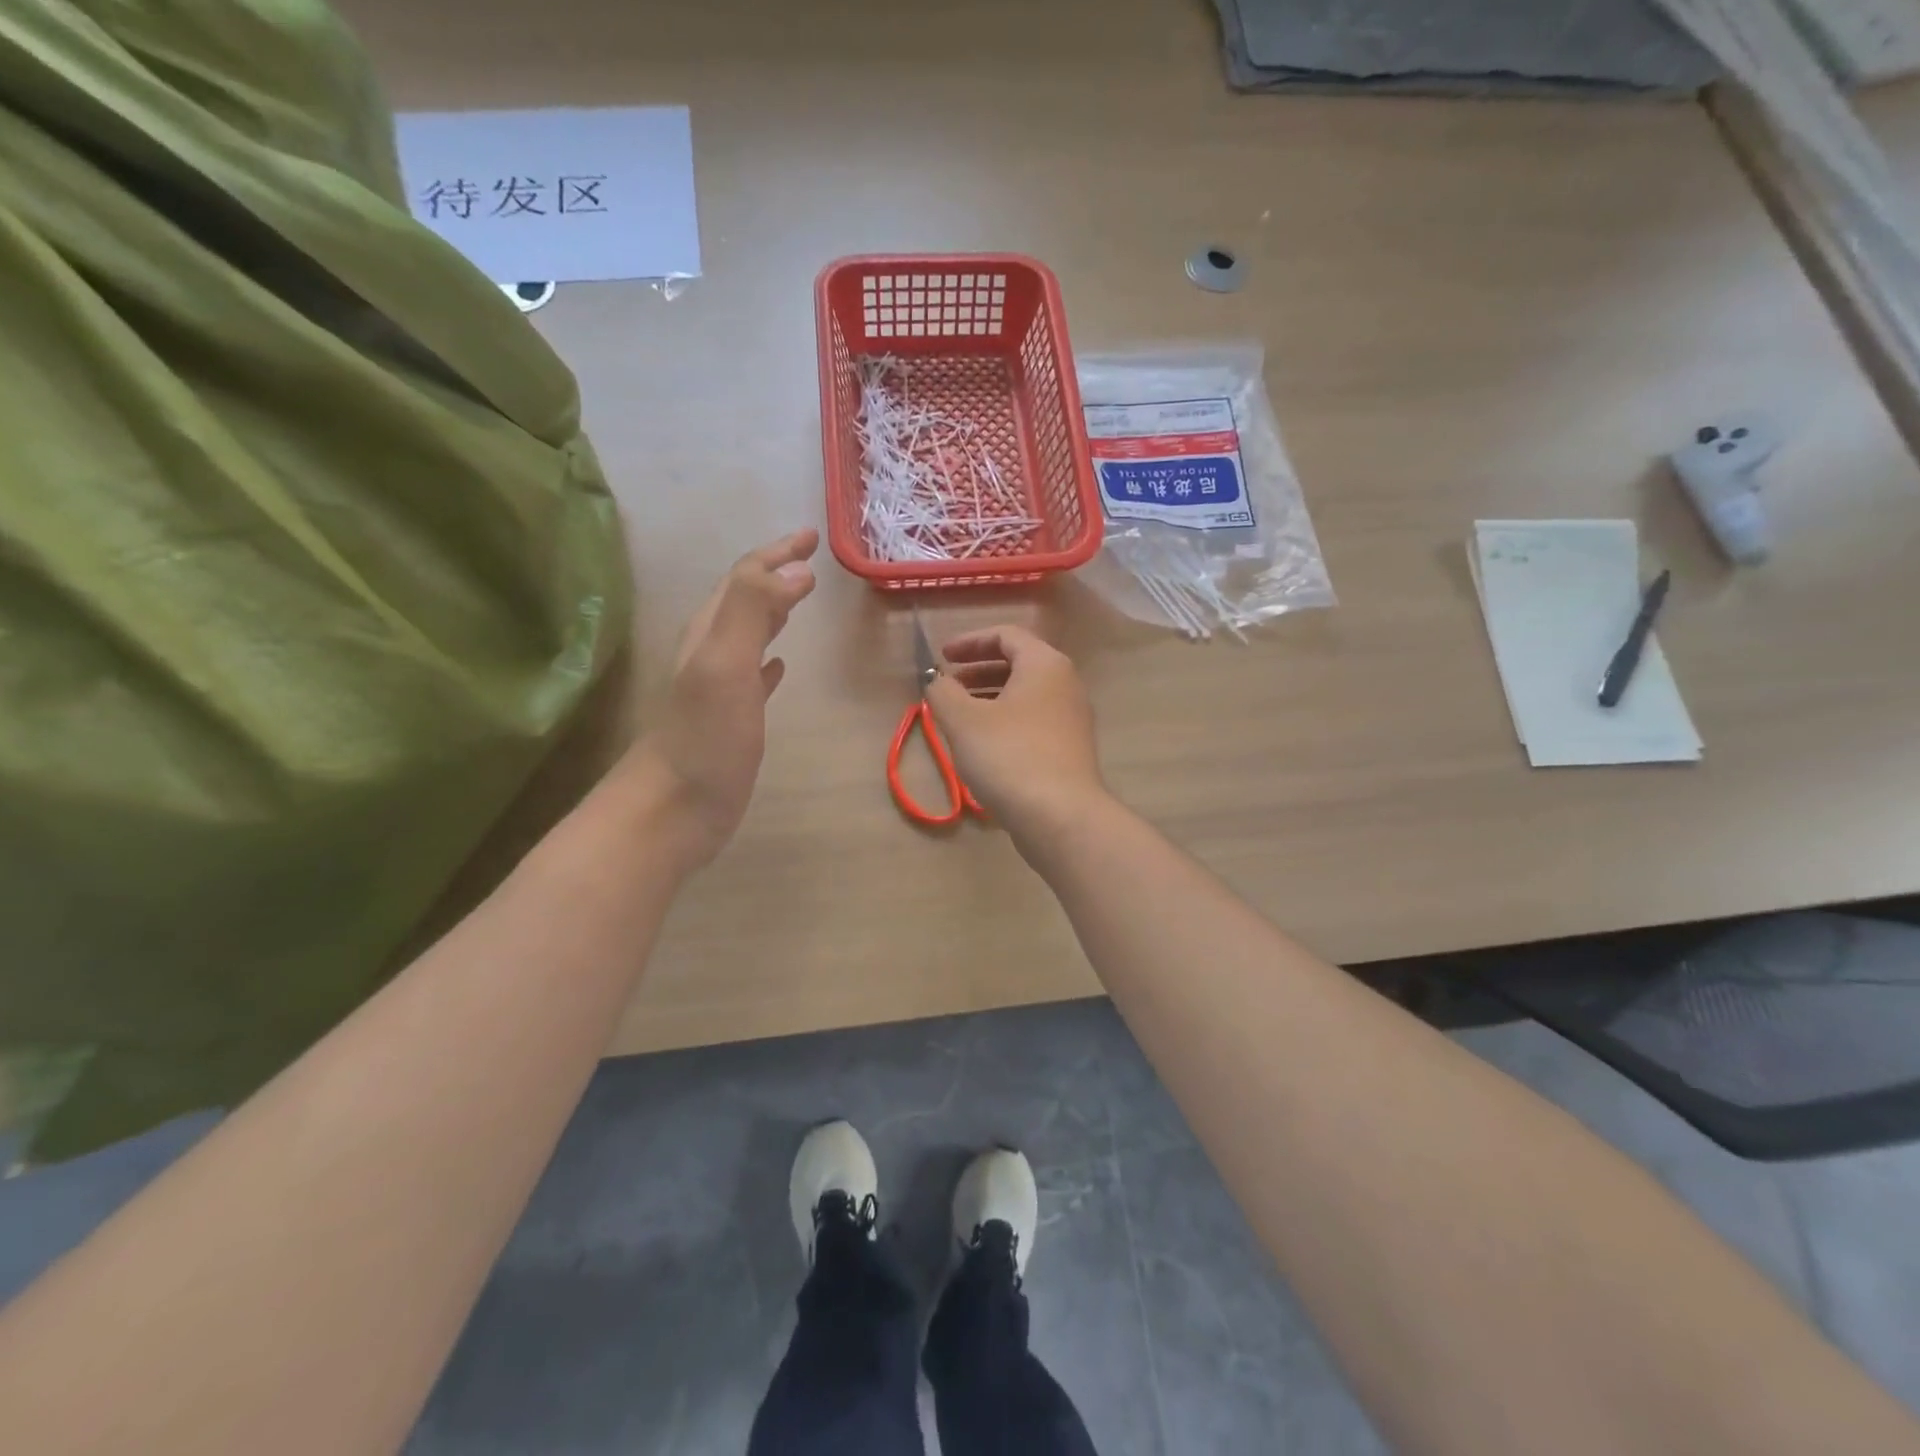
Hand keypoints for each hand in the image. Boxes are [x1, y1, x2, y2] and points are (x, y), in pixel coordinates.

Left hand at [631, 529, 818, 867]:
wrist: (672, 810)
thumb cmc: (703, 738)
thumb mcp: (725, 664)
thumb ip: (754, 610)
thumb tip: (796, 569)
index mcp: (711, 633)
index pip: (745, 578)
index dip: (776, 553)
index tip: (811, 536)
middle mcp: (712, 652)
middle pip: (744, 599)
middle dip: (775, 574)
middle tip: (810, 559)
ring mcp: (720, 688)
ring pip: (748, 635)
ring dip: (773, 612)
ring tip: (800, 598)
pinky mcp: (731, 720)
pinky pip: (753, 678)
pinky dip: (769, 662)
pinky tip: (781, 666)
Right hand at [924, 625, 1105, 840]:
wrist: (1061, 817)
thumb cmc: (1009, 756)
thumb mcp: (963, 720)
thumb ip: (943, 692)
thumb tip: (937, 682)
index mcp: (1044, 664)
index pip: (1006, 635)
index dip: (969, 641)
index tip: (942, 657)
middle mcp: (1065, 684)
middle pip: (1018, 664)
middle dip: (978, 671)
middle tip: (948, 686)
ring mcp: (1072, 719)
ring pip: (1026, 696)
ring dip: (989, 698)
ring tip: (958, 717)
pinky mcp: (1070, 750)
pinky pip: (1033, 722)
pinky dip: (1005, 722)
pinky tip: (983, 746)